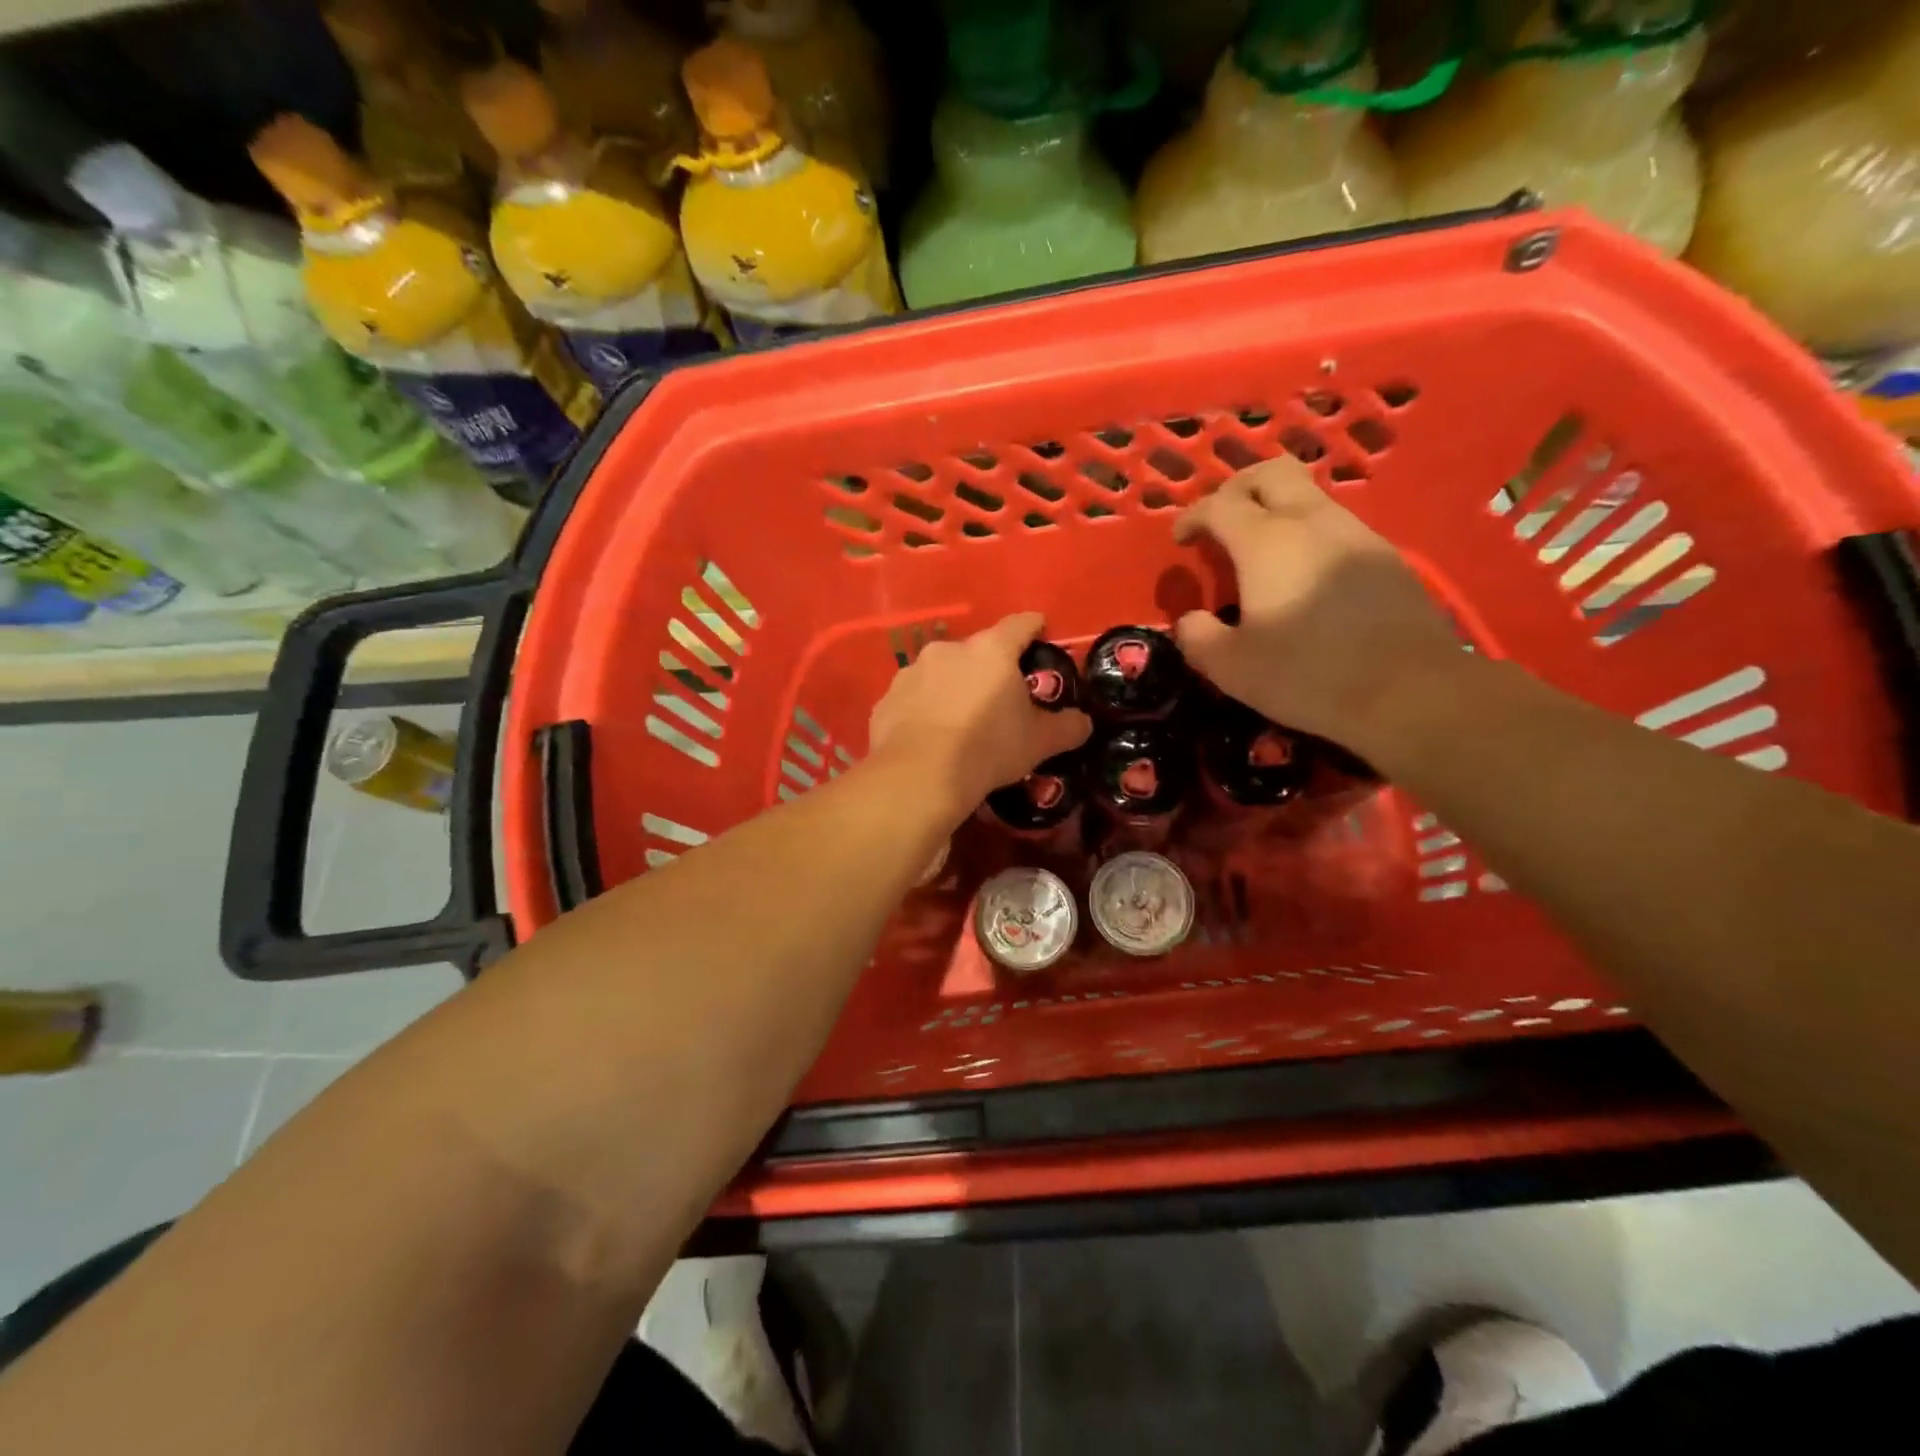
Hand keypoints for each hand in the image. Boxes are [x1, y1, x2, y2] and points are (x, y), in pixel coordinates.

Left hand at [867, 612, 1090, 817]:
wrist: (920, 776)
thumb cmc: (988, 748)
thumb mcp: (1039, 742)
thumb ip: (1066, 727)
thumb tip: (1083, 722)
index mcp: (991, 651)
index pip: (1020, 625)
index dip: (1033, 627)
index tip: (1040, 632)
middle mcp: (949, 650)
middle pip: (977, 651)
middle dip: (989, 669)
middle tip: (999, 697)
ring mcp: (912, 672)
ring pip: (940, 673)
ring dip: (952, 688)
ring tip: (959, 721)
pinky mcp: (887, 699)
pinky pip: (913, 699)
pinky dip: (923, 710)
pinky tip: (929, 737)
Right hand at [1172, 460, 1462, 749]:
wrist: (1410, 690)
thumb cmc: (1308, 675)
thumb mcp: (1231, 667)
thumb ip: (1198, 638)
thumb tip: (1190, 620)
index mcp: (1266, 542)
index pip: (1219, 504)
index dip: (1193, 516)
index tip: (1181, 540)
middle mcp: (1312, 522)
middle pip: (1271, 473)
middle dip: (1237, 488)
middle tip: (1221, 521)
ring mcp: (1355, 534)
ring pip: (1309, 496)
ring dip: (1276, 510)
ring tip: (1259, 553)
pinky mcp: (1385, 556)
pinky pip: (1335, 526)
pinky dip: (1307, 535)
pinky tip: (1303, 577)